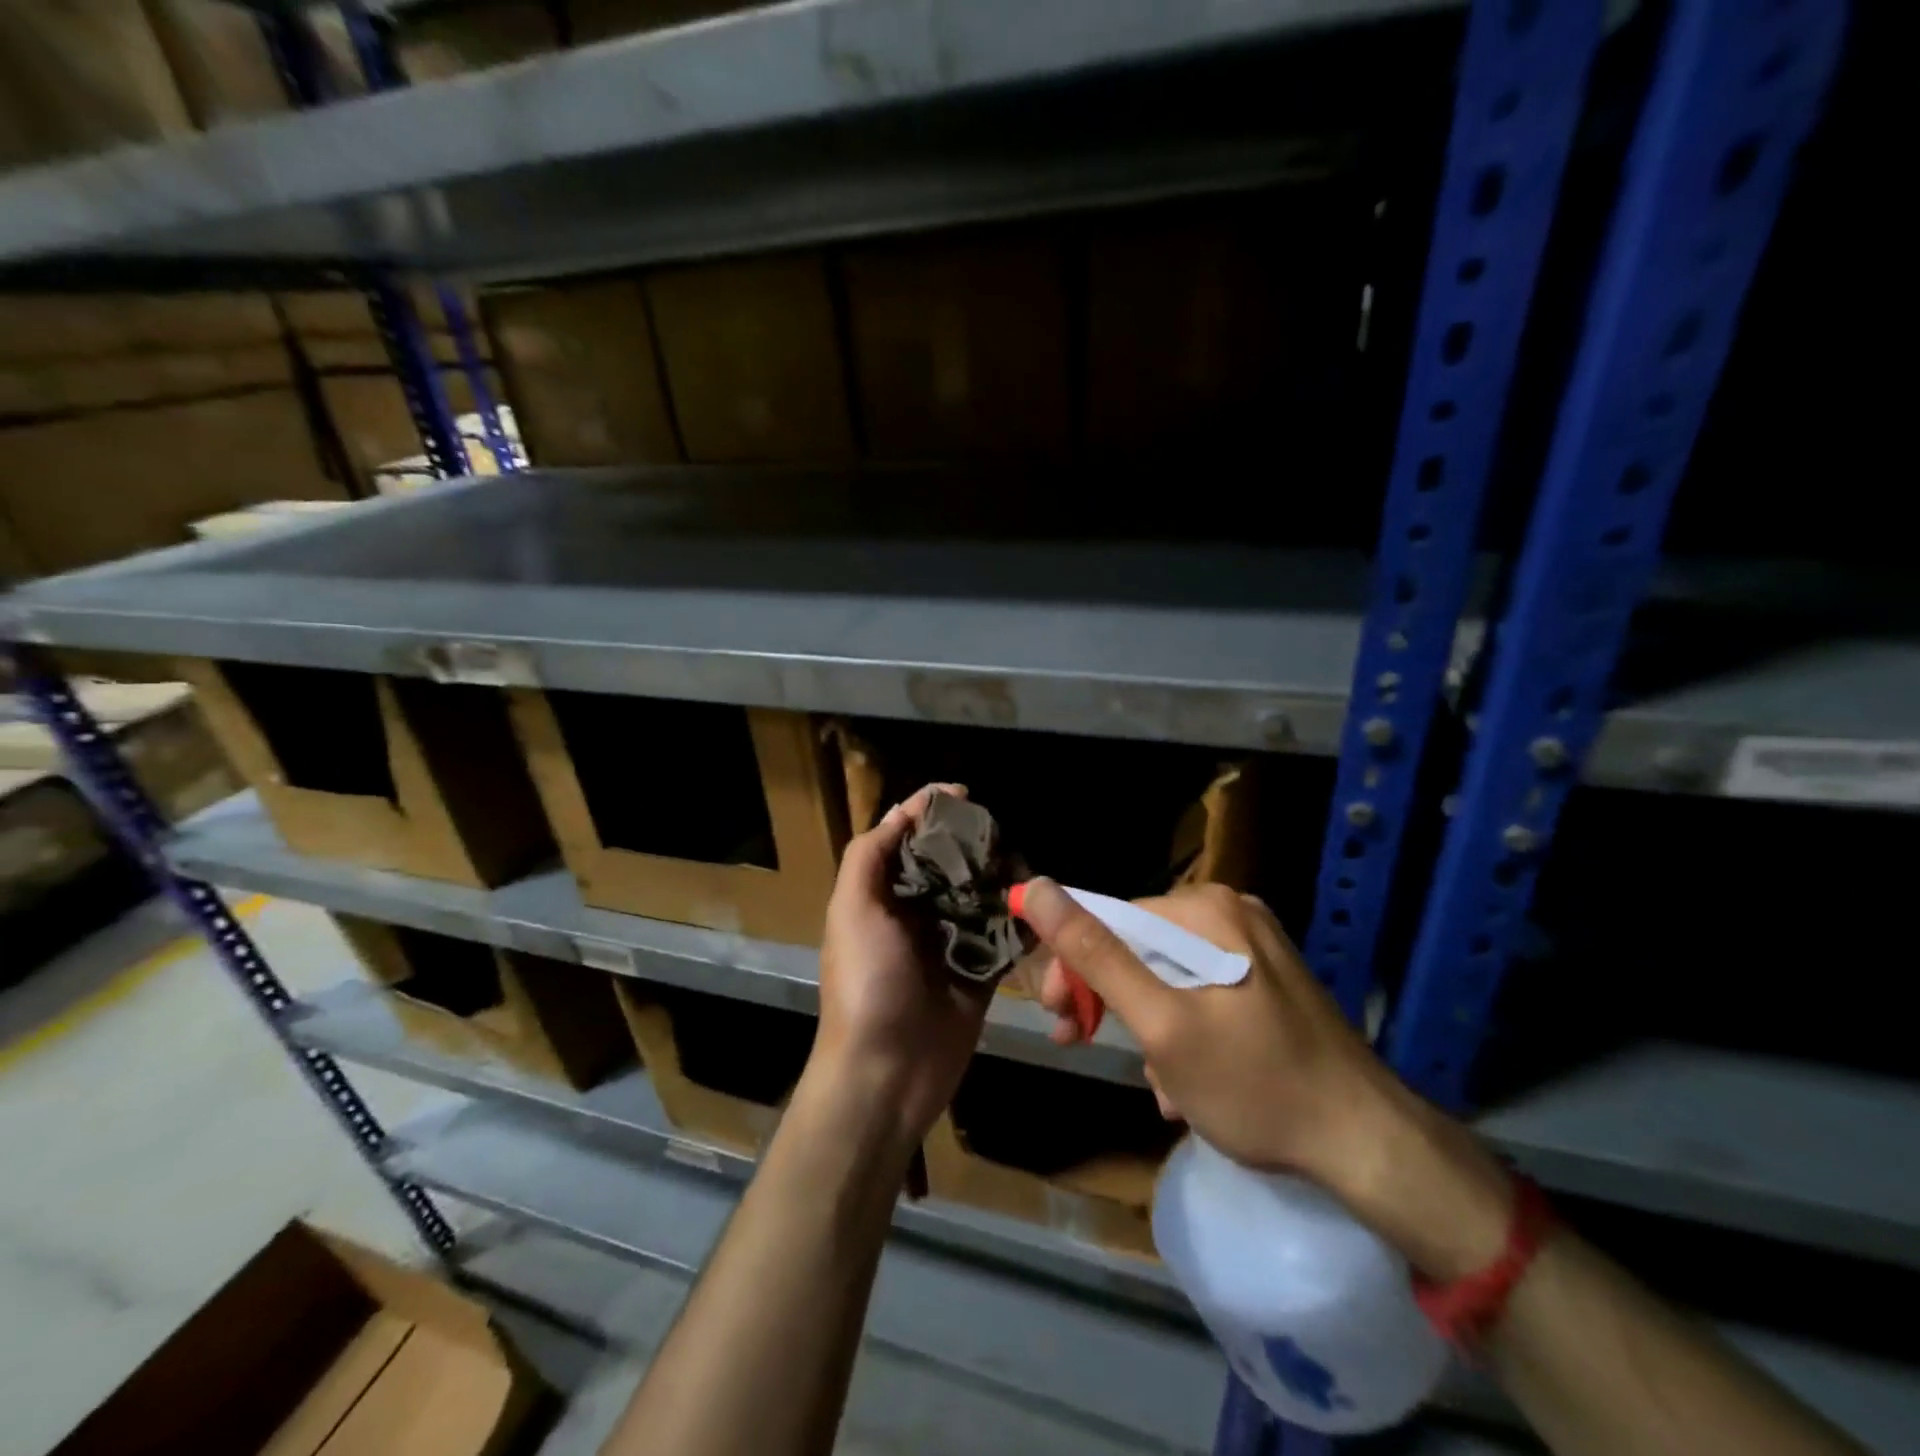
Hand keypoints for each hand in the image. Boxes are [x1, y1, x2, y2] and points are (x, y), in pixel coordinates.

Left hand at [810, 783, 990, 1154]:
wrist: (886, 1075)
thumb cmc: (865, 984)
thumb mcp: (852, 910)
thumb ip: (870, 855)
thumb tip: (906, 809)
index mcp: (883, 895)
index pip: (909, 840)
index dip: (932, 814)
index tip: (965, 795)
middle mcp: (917, 913)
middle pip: (951, 865)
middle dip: (976, 846)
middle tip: (1004, 838)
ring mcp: (951, 943)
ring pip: (982, 897)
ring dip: (1003, 881)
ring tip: (1027, 870)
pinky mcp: (981, 974)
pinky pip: (1005, 939)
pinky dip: (1022, 923)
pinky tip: (1042, 909)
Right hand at [1016, 879, 1513, 1277]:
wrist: (1370, 1146)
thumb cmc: (1255, 1084)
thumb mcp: (1161, 1023)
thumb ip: (1095, 954)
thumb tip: (1036, 887)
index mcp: (1204, 909)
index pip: (1110, 920)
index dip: (1074, 968)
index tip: (1059, 1021)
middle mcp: (1230, 913)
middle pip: (1140, 947)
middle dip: (1111, 1002)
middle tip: (1084, 1045)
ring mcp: (1255, 946)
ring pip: (1168, 976)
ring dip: (1148, 1028)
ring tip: (1159, 1086)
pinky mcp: (1270, 980)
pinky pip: (1203, 993)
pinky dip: (1184, 1032)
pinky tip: (1189, 1084)